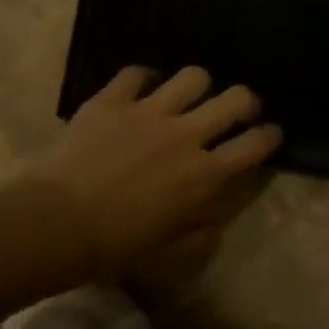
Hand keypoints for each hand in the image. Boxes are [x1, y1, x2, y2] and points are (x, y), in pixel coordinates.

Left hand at [28, 66, 281, 278]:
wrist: (59, 222)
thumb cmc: (117, 246)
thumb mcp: (168, 255)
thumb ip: (199, 237)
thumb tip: (212, 223)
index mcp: (205, 175)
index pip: (255, 145)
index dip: (269, 136)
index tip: (269, 135)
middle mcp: (186, 135)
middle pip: (236, 99)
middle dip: (245, 101)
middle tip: (236, 110)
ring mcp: (148, 112)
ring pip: (193, 77)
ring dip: (197, 86)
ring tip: (186, 97)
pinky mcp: (112, 101)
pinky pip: (136, 73)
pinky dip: (142, 79)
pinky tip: (139, 91)